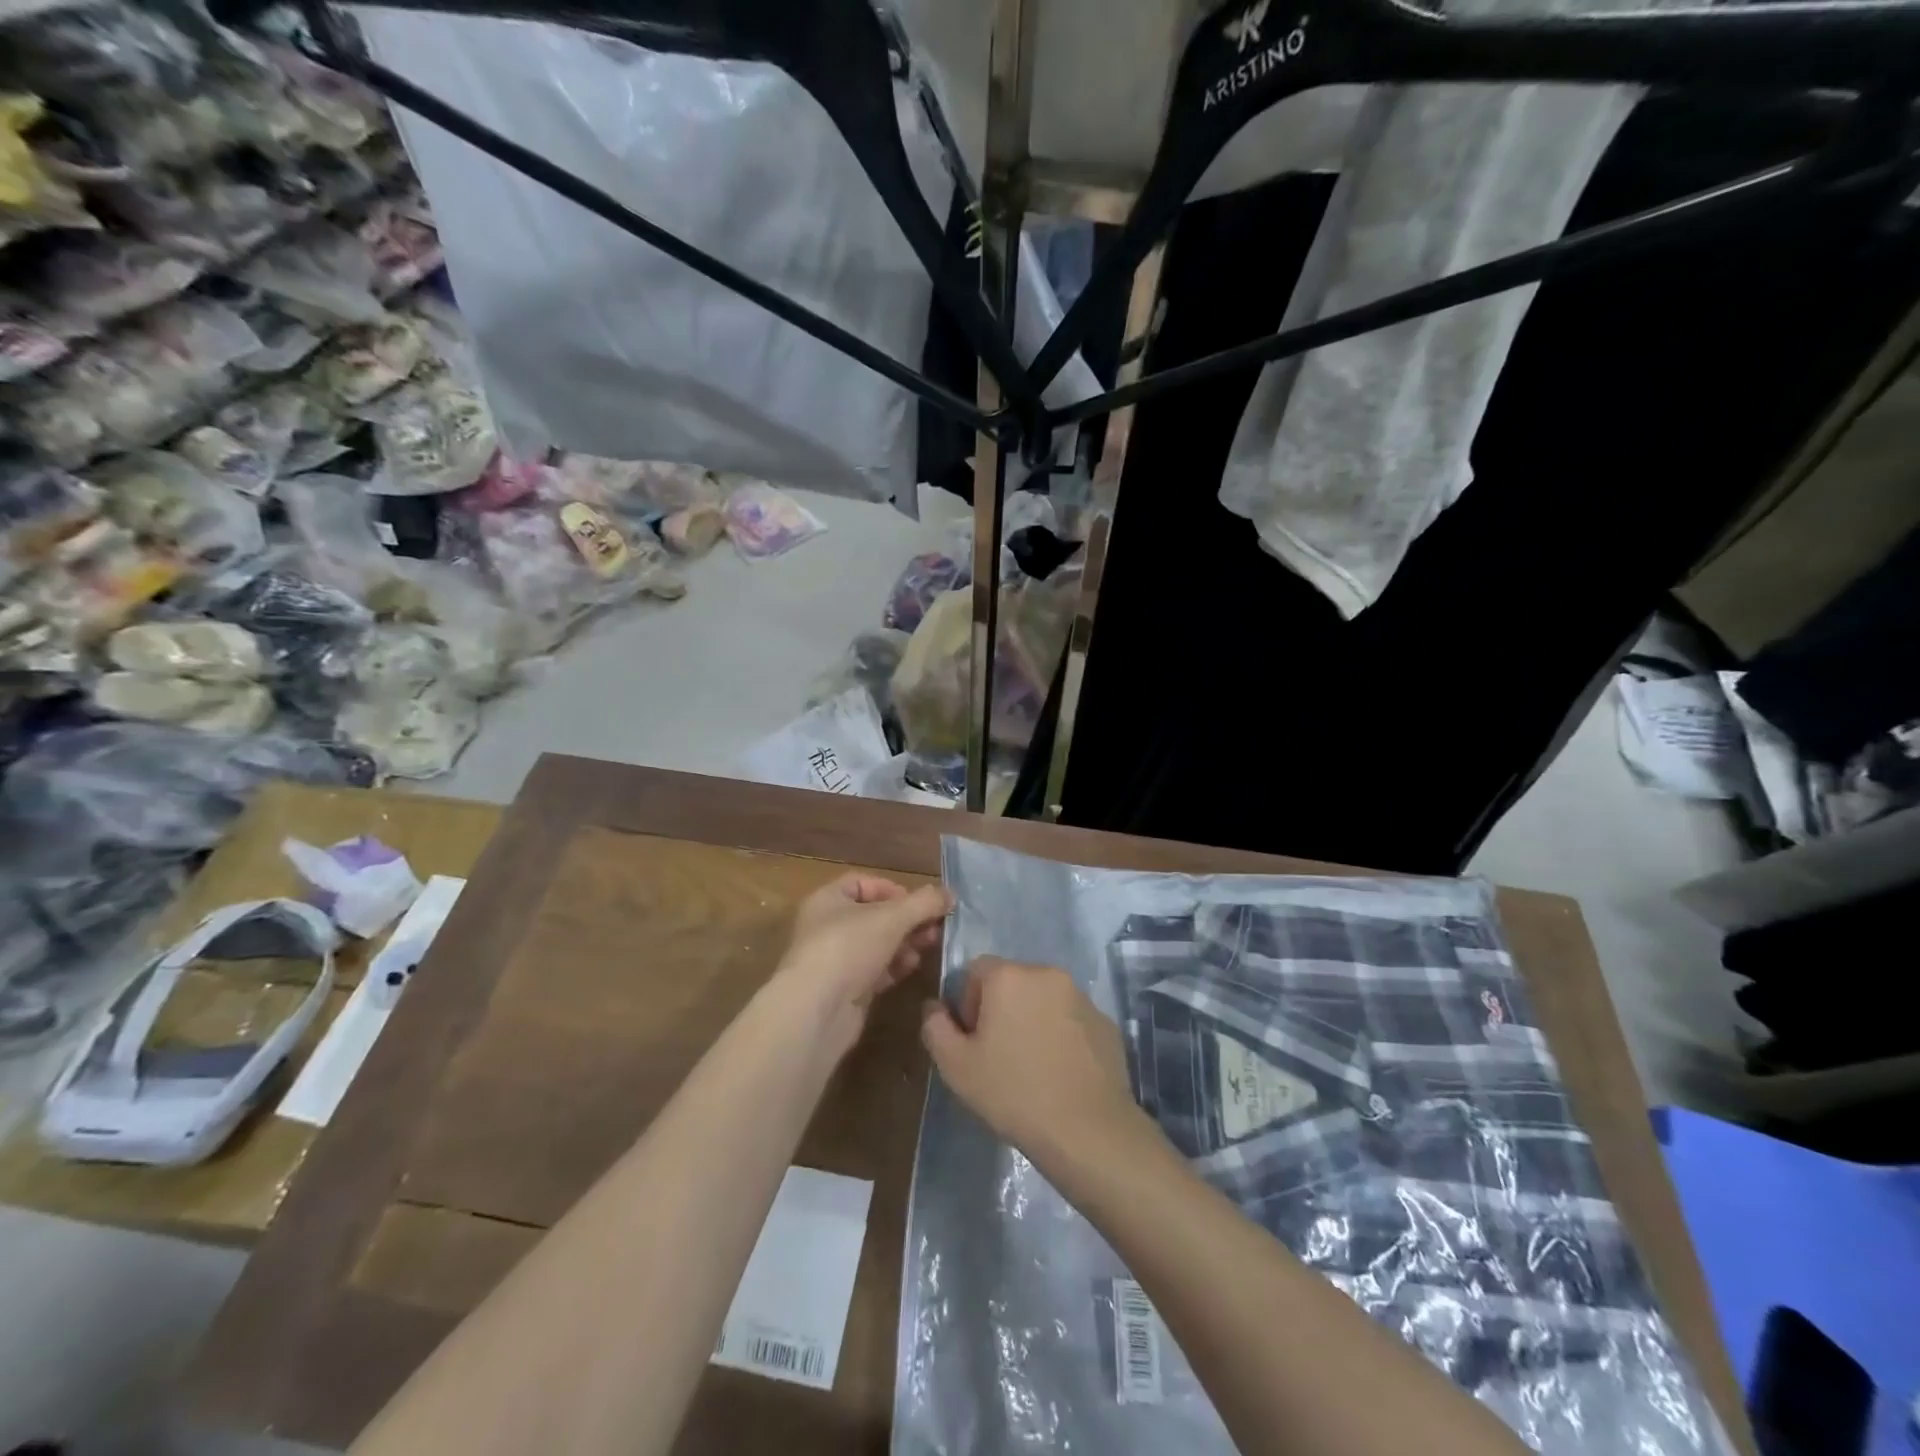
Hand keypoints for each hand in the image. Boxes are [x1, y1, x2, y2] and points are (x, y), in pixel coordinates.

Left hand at [772, 873, 952, 1053]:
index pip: (863, 883)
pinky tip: (912, 967)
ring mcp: (836, 960)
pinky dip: (895, 966)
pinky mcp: (846, 989)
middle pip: (875, 915)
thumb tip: (950, 894)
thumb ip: (923, 903)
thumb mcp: (892, 917)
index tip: (919, 902)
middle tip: (935, 926)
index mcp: (828, 900)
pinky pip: (875, 970)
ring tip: (929, 946)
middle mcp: (828, 927)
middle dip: (907, 919)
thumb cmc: (848, 948)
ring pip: (878, 944)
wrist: (816, 1011)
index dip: (893, 889)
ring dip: (905, 943)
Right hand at [921, 956, 1161, 1181]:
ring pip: (1043, 999)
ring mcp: (1081, 996)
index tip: (973, 1039)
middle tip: (998, 1054)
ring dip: (1032, 1019)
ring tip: (1031, 1066)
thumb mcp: (956, 1066)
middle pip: (1012, 981)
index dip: (967, 1002)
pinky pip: (1071, 1018)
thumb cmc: (1013, 1092)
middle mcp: (1047, 973)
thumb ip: (935, 1027)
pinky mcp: (1105, 1021)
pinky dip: (1061, 1034)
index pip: (976, 969)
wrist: (1088, 1130)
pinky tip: (1060, 1072)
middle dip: (1001, 1009)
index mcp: (1009, 976)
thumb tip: (934, 1006)